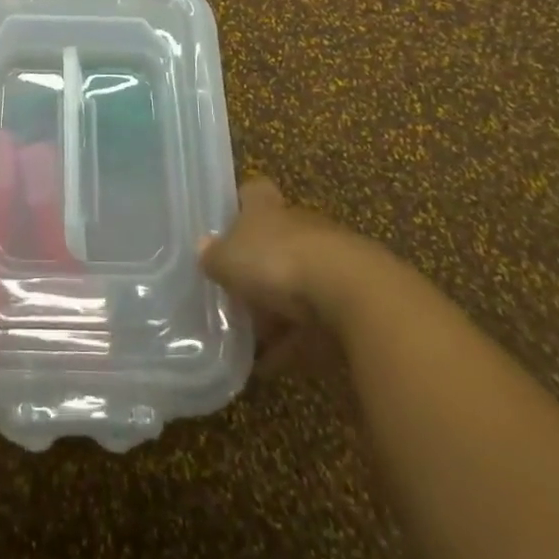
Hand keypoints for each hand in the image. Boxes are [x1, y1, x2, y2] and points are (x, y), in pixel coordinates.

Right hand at [200, 178, 370, 375]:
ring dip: (278, 307)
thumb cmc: (278, 262)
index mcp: (268, 209)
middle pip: (276, 240)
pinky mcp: (352, 299)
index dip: (242, 204)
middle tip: (234, 293)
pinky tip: (275, 365)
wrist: (354, 295)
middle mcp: (300, 226)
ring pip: (297, 281)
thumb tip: (203, 248)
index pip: (255, 193)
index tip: (230, 223)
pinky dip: (297, 340)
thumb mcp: (230, 260)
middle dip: (258, 265)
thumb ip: (214, 256)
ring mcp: (330, 261)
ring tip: (252, 339)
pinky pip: (316, 320)